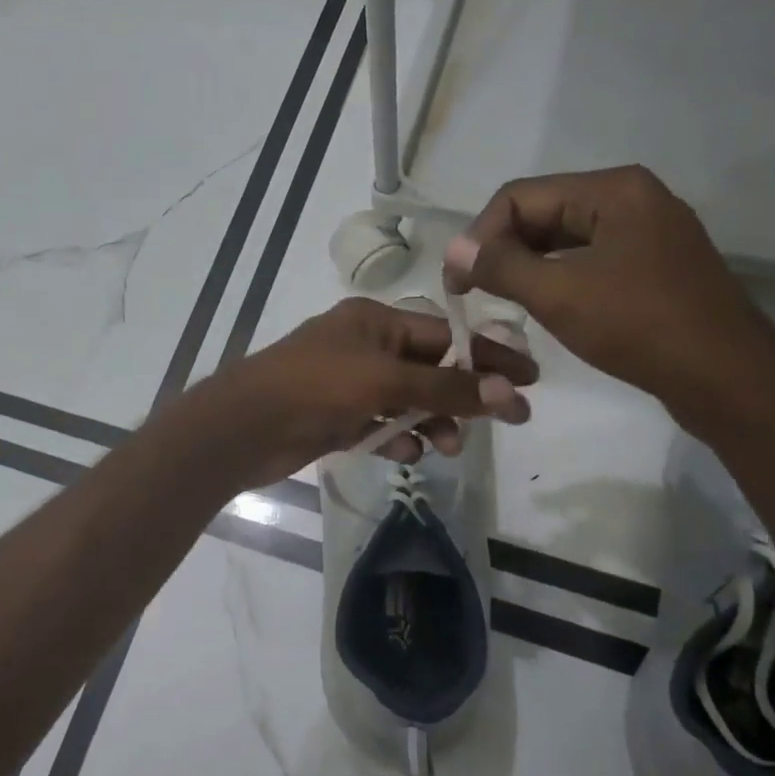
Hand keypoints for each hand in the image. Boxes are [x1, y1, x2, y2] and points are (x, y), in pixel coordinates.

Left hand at [186, 298, 537, 488]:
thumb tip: (511, 392)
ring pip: (407, 402)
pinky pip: (380, 426)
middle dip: (463, 396)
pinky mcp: (336, 418)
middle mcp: (364, 347)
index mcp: (375, 321)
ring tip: (445, 448)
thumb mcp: (385, 381)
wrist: (243, 428)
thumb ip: (446, 389)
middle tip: (505, 422)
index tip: (531, 378)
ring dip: (431, 423)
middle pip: (430, 369)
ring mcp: (348, 384)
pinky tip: (404, 455)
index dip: (488, 356)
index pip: (445, 334)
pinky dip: (396, 439)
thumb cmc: (314, 388)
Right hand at [445, 166, 774, 429]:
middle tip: (472, 292)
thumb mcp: (558, 294)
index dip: (478, 236)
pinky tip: (540, 302)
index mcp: (612, 190)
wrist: (727, 377)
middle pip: (543, 211)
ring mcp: (647, 230)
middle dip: (502, 249)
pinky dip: (556, 275)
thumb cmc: (639, 327)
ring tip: (499, 299)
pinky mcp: (653, 263)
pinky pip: (589, 257)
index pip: (519, 197)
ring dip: (526, 264)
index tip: (455, 282)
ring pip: (564, 236)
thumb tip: (454, 250)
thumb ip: (499, 266)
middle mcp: (632, 197)